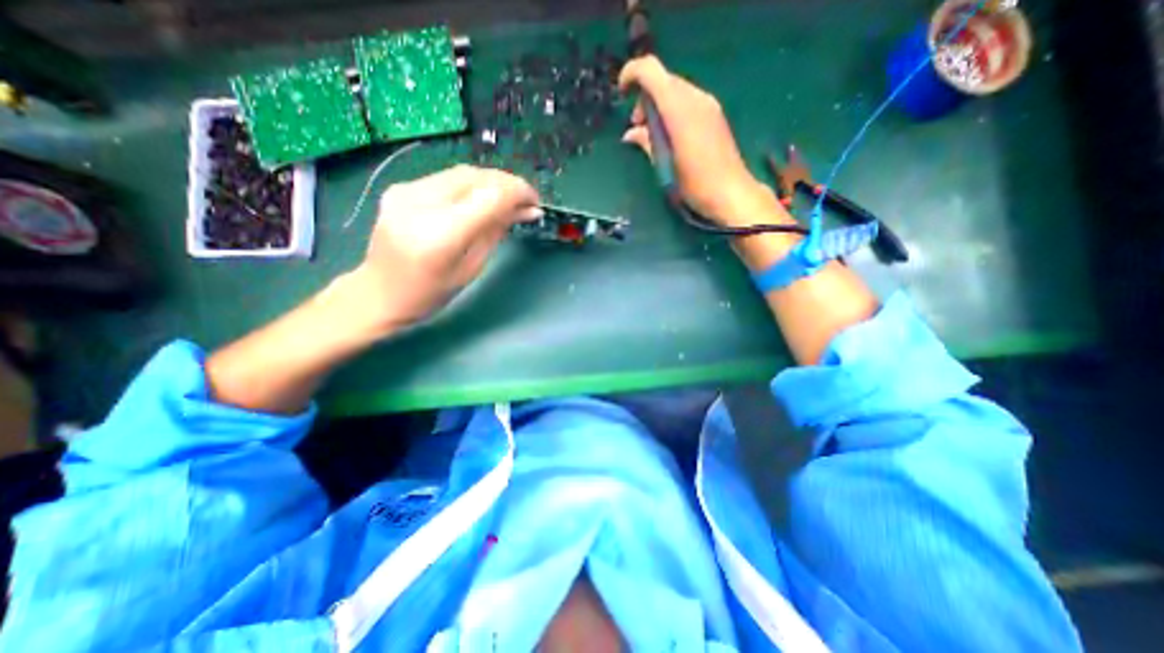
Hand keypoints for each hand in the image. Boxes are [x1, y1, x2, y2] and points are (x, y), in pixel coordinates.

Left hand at [348, 166, 542, 332]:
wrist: (380, 293)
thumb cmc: (431, 293)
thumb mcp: (472, 267)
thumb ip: (496, 231)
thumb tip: (526, 211)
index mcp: (441, 233)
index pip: (490, 196)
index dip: (518, 192)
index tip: (535, 202)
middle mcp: (421, 203)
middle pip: (477, 177)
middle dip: (507, 184)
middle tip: (525, 201)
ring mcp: (406, 191)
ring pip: (462, 172)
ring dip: (491, 182)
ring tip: (507, 199)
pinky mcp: (401, 187)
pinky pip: (446, 178)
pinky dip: (470, 185)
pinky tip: (479, 199)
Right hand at [617, 57, 779, 229]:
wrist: (731, 194)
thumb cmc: (694, 184)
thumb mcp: (664, 166)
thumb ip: (646, 142)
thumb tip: (630, 134)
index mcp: (679, 108)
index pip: (651, 70)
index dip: (631, 73)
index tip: (621, 95)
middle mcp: (695, 98)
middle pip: (663, 79)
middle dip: (644, 97)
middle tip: (638, 127)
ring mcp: (708, 104)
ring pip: (675, 89)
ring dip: (658, 105)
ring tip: (653, 135)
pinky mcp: (714, 114)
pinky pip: (687, 100)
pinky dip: (672, 110)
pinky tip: (670, 136)